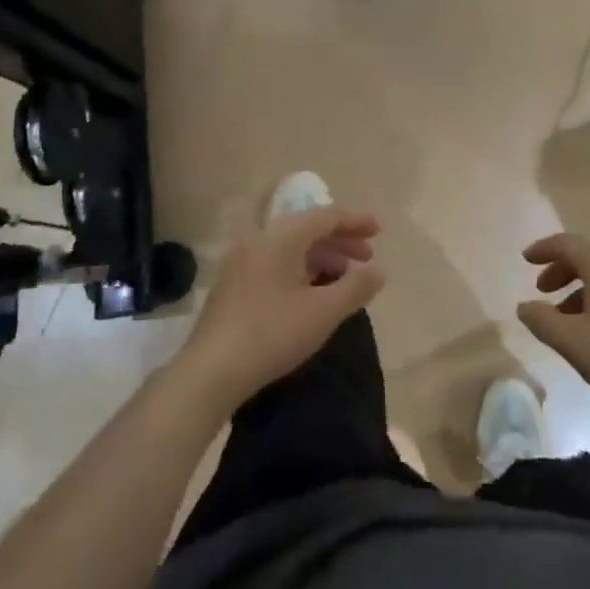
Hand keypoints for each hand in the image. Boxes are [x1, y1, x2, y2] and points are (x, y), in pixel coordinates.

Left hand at [175, 206, 384, 410]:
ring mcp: (241, 262)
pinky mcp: (233, 285)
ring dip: (322, 257)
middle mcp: (259, 240)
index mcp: (281, 237)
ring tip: (345, 277)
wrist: (210, 371)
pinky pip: (276, 263)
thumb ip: (356, 287)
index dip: (354, 221)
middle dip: (340, 240)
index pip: (325, 216)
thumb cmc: (272, 334)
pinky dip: (301, 270)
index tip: (379, 229)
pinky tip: (313, 292)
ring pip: (290, 248)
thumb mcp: (323, 312)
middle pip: (307, 229)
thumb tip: (378, 271)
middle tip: (368, 256)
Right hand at [516, 234, 589, 432]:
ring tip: (563, 316)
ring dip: (579, 286)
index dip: (543, 249)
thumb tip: (524, 306)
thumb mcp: (571, 341)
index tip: (525, 259)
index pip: (567, 244)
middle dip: (561, 269)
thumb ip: (541, 320)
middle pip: (588, 255)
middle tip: (542, 290)